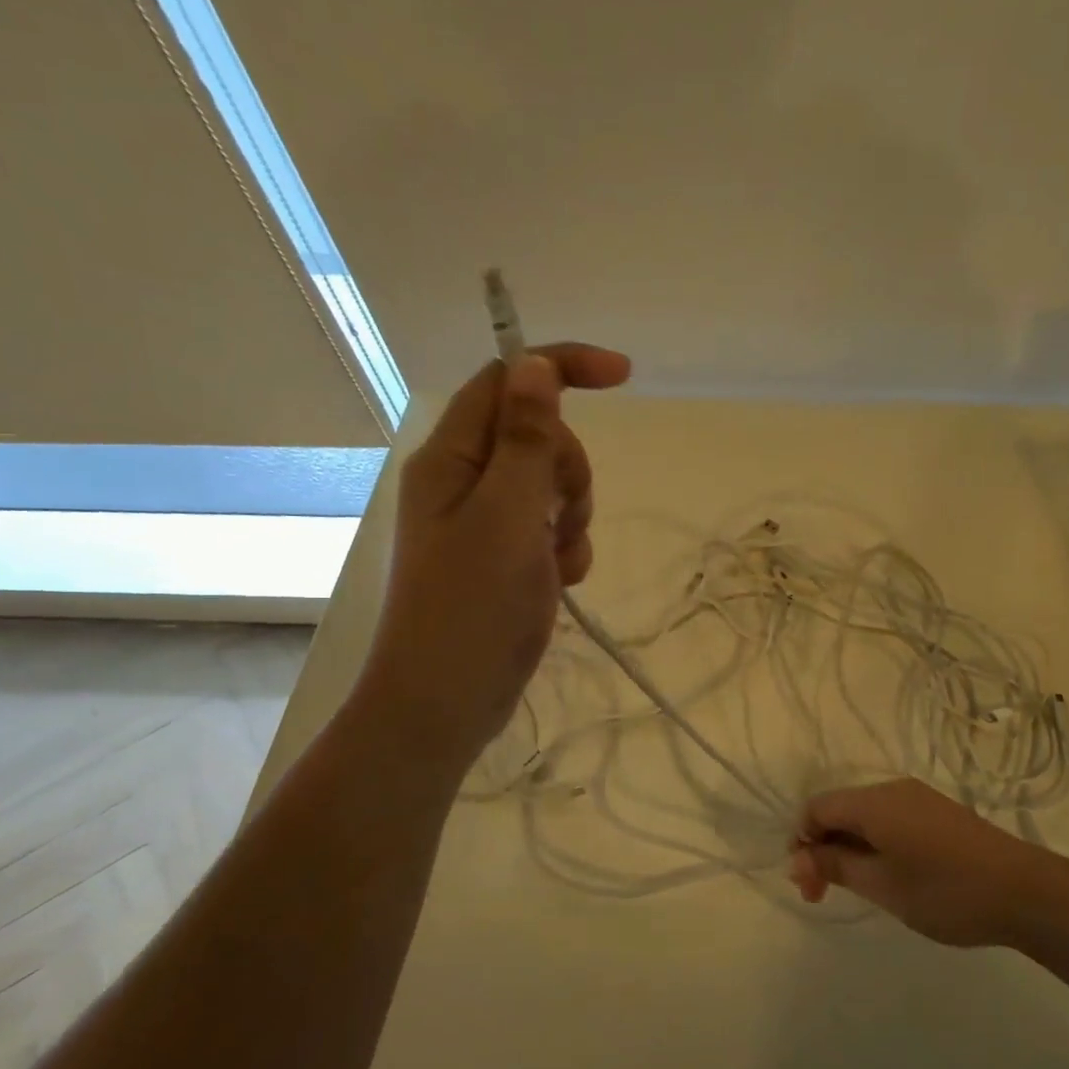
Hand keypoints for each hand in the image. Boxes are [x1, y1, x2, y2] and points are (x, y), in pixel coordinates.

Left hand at [356, 344, 630, 769]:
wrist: (444, 704)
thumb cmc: (471, 609)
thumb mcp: (506, 516)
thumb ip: (526, 440)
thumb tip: (534, 364)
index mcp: (452, 459)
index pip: (508, 382)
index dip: (562, 367)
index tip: (623, 376)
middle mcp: (464, 482)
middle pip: (538, 438)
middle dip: (568, 471)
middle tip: (560, 518)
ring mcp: (483, 523)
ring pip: (550, 487)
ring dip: (571, 517)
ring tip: (557, 563)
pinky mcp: (502, 559)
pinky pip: (549, 531)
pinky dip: (565, 550)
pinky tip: (559, 582)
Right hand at [790, 779, 1055, 946]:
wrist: (1026, 892)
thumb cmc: (946, 891)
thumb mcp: (882, 885)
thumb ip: (835, 866)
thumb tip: (797, 858)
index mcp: (873, 801)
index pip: (816, 808)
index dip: (801, 843)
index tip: (808, 886)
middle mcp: (892, 789)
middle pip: (839, 809)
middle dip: (823, 848)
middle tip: (824, 896)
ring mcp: (918, 799)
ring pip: (865, 816)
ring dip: (849, 848)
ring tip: (858, 889)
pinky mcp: (938, 813)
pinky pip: (890, 820)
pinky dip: (875, 844)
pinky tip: (889, 875)